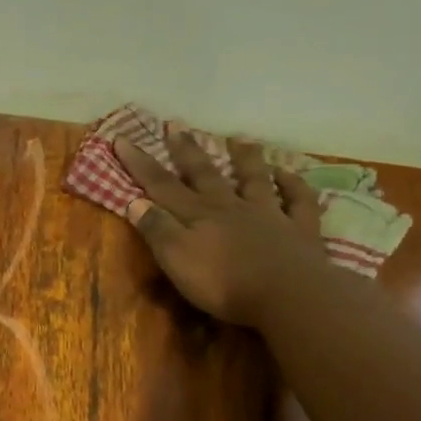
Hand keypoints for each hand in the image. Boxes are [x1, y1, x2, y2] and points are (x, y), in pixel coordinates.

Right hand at [114, 128, 324, 326]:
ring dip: (245, 159)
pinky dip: (293, 184)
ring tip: (238, 139)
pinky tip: (287, 173)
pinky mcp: (299, 230)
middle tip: (175, 124)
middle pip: (205, 174)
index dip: (140, 163)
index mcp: (198, 215)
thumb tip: (135, 201)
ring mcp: (268, 214)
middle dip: (186, 150)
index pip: (161, 185)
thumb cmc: (224, 283)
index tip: (122, 138)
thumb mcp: (177, 259)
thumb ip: (157, 229)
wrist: (287, 295)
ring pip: (254, 179)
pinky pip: (298, 200)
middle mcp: (230, 207)